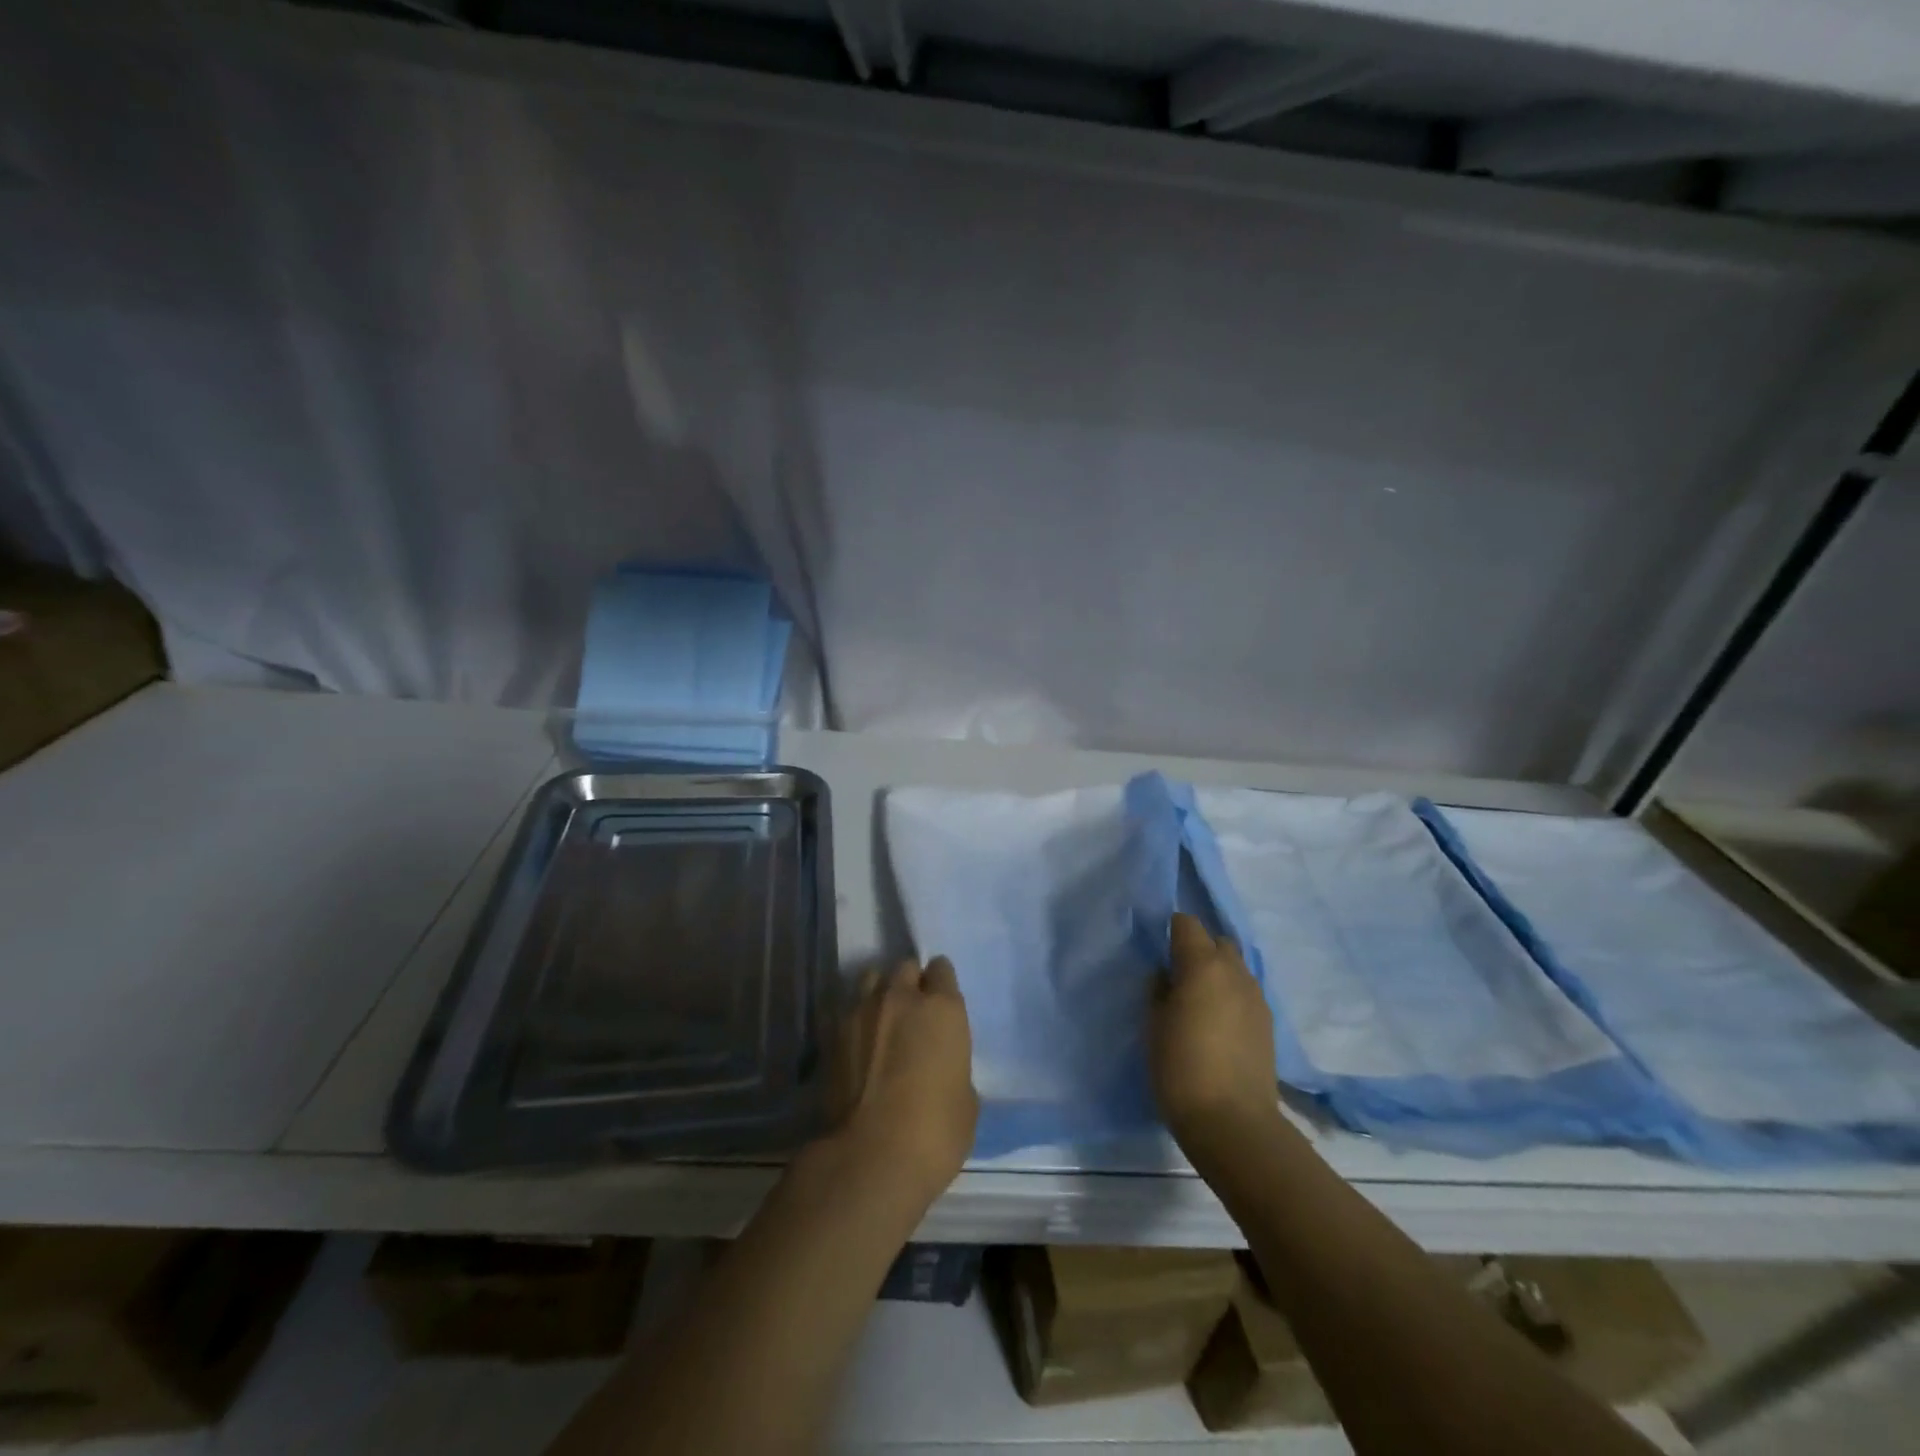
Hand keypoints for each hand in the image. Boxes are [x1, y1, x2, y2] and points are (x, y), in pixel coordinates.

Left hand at [832, 957, 978, 1207]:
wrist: (871, 1156)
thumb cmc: (935, 1132)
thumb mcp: (966, 1101)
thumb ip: (954, 1068)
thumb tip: (942, 1068)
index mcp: (943, 1009)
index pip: (942, 970)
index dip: (941, 984)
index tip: (941, 1003)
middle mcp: (901, 998)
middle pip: (905, 968)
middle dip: (910, 983)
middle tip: (913, 1012)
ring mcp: (862, 1011)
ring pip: (872, 979)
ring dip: (880, 992)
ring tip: (881, 1020)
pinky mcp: (832, 1033)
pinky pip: (848, 1010)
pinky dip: (855, 1019)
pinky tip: (858, 1044)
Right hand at [1150, 913, 1281, 1154]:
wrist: (1233, 1122)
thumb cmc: (1181, 1067)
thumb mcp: (1153, 1024)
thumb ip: (1159, 989)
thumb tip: (1167, 975)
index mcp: (1203, 964)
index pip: (1187, 923)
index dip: (1171, 930)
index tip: (1158, 949)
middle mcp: (1234, 971)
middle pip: (1218, 941)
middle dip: (1199, 948)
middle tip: (1178, 974)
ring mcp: (1256, 997)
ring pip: (1235, 966)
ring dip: (1217, 972)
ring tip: (1199, 1000)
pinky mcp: (1268, 1023)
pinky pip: (1245, 992)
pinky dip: (1231, 994)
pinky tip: (1218, 1022)